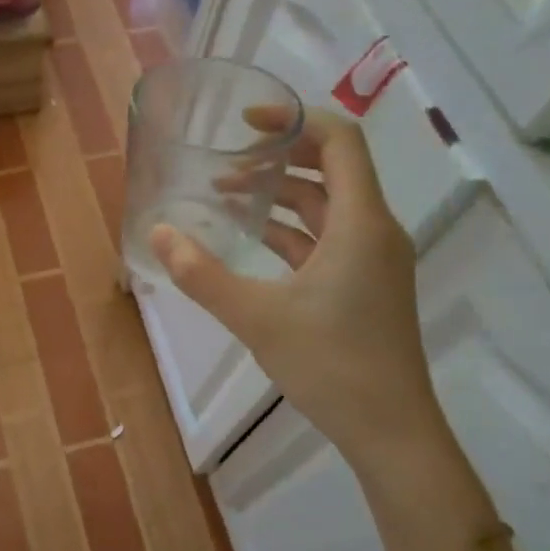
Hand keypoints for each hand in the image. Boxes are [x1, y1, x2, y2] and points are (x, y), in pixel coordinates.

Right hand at [150, 109, 446, 470]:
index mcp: (361, 223)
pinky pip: (327, 237)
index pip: (340, 140)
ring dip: (280, 195)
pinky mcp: (365, 283)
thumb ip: (202, 274)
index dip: (294, 119)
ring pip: (326, 205)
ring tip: (226, 197)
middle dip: (278, 157)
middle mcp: (374, 229)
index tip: (245, 122)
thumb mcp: (257, 317)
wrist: (391, 431)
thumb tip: (158, 233)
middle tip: (227, 162)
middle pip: (332, 167)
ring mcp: (373, 258)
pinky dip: (290, 229)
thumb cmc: (331, 365)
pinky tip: (251, 238)